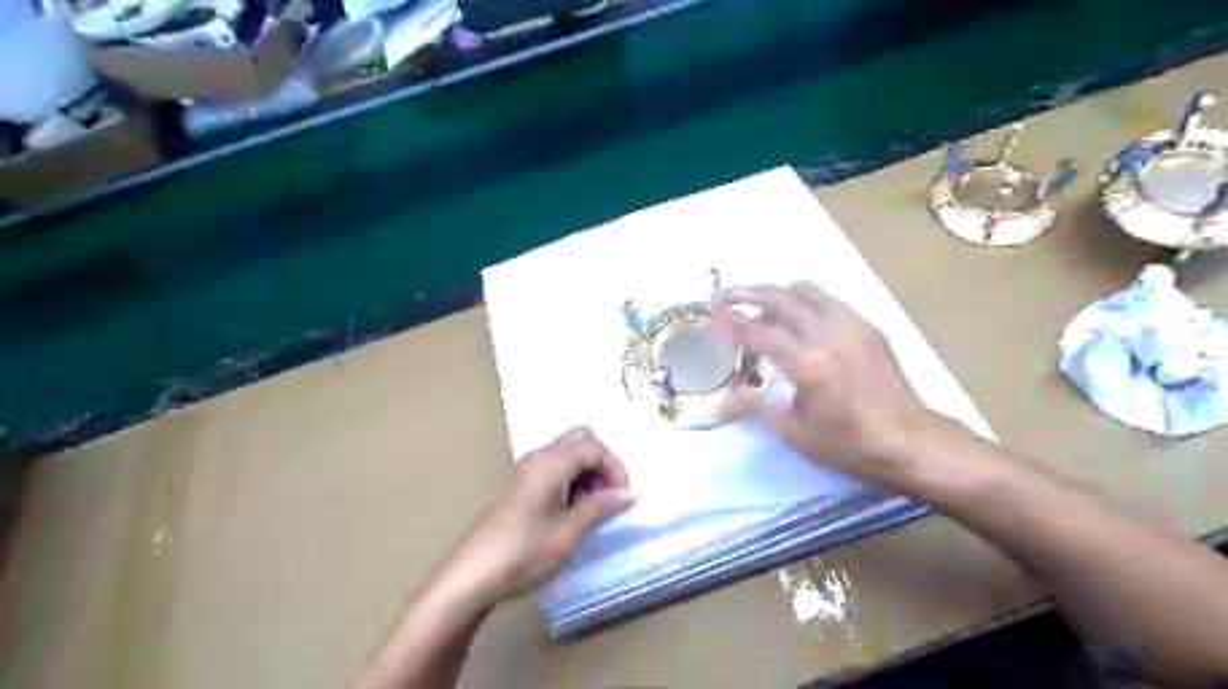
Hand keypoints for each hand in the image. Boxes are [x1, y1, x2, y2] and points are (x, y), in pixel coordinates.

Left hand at [442, 428, 632, 603]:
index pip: (594, 447)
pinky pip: (555, 467)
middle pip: (581, 440)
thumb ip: (600, 507)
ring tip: (591, 509)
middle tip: (607, 497)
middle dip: (601, 464)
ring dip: (587, 473)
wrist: (473, 575)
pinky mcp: (521, 484)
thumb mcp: (569, 532)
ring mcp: (527, 469)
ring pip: (568, 453)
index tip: (622, 499)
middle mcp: (539, 457)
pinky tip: (571, 512)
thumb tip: (628, 495)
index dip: (614, 468)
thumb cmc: (524, 552)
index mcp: (551, 463)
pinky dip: (571, 480)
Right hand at [716, 282, 937, 482]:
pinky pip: (830, 300)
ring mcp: (851, 325)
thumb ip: (755, 408)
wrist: (909, 440)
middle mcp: (827, 334)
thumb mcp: (795, 431)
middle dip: (748, 293)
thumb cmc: (848, 443)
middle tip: (727, 297)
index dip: (732, 325)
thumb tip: (721, 403)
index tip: (714, 320)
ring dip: (778, 294)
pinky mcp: (867, 327)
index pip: (758, 333)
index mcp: (807, 362)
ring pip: (806, 291)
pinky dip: (807, 301)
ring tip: (763, 310)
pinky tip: (801, 320)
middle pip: (780, 298)